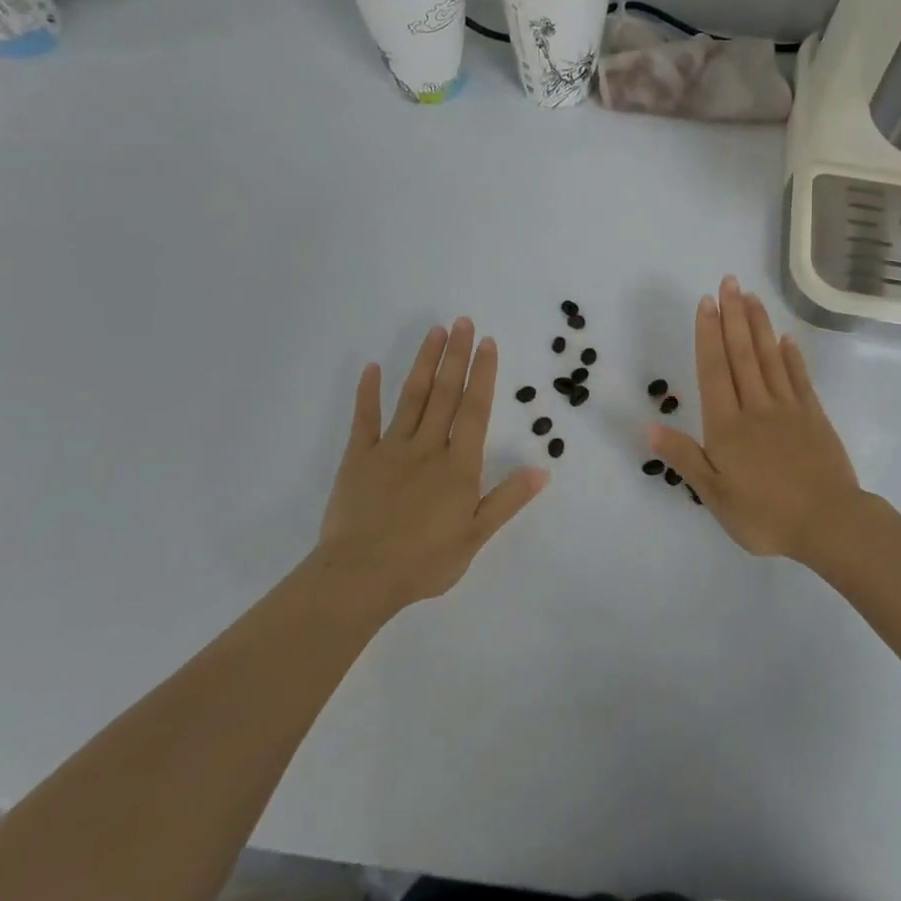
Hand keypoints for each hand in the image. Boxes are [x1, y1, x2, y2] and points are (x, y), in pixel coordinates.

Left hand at [312, 318, 546, 619]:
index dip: (483, 374)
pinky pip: (364, 420)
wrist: (359, 578)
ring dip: (424, 363)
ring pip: (411, 397)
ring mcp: (390, 449)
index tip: (488, 343)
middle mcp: (427, 447)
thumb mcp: (475, 537)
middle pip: (445, 394)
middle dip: (456, 356)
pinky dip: (368, 393)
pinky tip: (371, 368)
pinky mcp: (358, 459)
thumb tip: (542, 469)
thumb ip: (506, 499)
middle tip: (463, 321)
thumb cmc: (423, 562)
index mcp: (457, 466)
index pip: (474, 410)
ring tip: (435, 332)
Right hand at [649, 276, 861, 564]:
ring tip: (751, 296)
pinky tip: (786, 338)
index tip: (706, 302)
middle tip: (729, 281)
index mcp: (728, 425)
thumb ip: (683, 457)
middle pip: (742, 354)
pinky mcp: (814, 417)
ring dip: (758, 325)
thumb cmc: (765, 516)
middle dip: (733, 316)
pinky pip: (799, 378)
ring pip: (770, 358)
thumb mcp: (714, 495)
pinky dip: (792, 356)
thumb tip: (648, 425)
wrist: (829, 525)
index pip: (714, 370)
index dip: (708, 334)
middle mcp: (756, 407)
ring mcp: (788, 409)